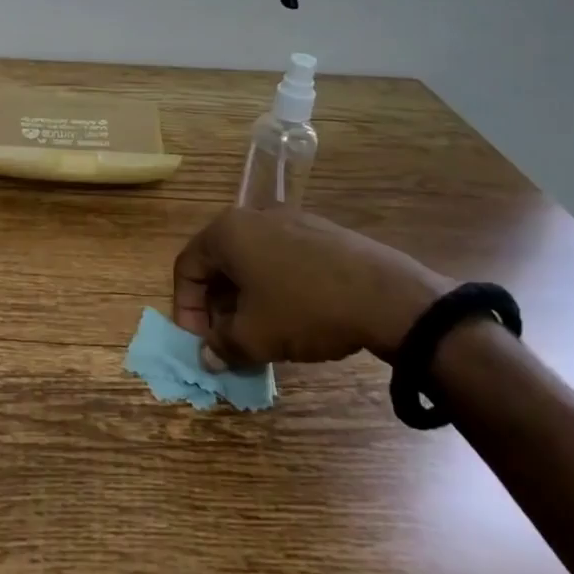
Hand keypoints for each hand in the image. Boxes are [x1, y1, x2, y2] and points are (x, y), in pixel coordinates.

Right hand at [172, 207, 452, 368]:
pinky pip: (281, 259)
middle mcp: (252, 217)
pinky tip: (295, 318)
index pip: (186, 267)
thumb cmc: (305, 309)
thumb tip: (207, 357)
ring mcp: (289, 220)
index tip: (201, 343)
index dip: (186, 309)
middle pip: (218, 263)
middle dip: (217, 307)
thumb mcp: (255, 336)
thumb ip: (222, 346)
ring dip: (246, 300)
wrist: (387, 296)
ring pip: (251, 262)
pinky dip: (275, 288)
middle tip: (228, 342)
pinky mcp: (320, 233)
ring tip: (261, 334)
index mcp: (226, 232)